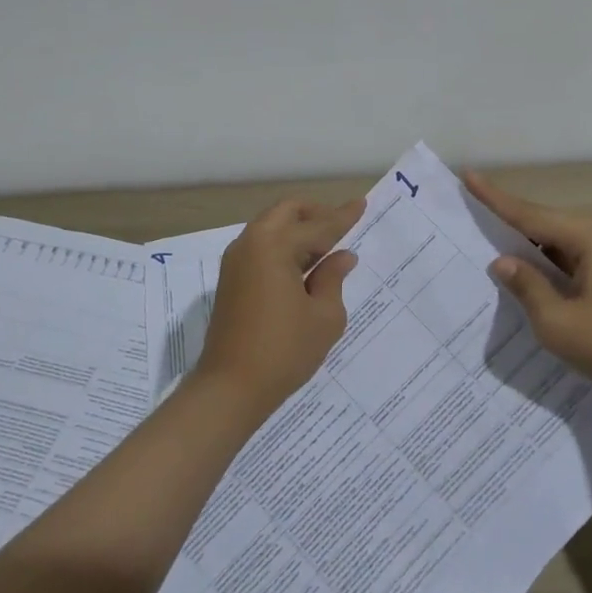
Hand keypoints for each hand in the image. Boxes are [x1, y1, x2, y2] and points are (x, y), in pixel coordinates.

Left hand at [199, 197, 364, 408]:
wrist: (229, 388)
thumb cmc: (284, 351)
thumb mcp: (324, 316)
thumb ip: (334, 279)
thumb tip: (342, 256)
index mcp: (274, 246)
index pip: (318, 225)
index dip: (343, 217)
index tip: (362, 204)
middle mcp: (250, 243)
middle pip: (287, 213)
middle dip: (316, 215)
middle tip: (342, 227)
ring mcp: (236, 261)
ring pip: (271, 227)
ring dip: (298, 230)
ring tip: (327, 248)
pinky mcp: (231, 279)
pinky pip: (261, 246)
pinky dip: (284, 246)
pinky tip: (304, 265)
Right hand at [464, 171, 591, 398]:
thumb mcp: (558, 322)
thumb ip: (527, 287)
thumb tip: (502, 261)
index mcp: (587, 237)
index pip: (529, 214)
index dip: (494, 198)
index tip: (468, 175)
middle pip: (541, 223)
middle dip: (506, 220)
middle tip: (469, 211)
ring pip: (554, 244)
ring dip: (525, 246)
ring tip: (486, 242)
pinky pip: (567, 260)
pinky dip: (543, 265)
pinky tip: (523, 274)